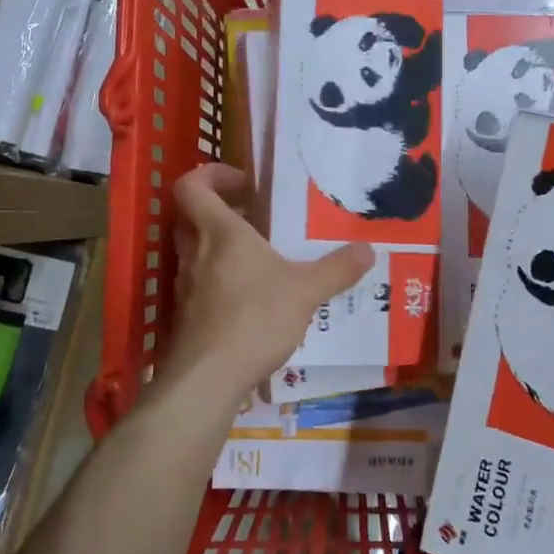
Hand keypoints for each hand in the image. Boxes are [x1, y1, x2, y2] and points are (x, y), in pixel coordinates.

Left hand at [161, 164, 373, 408]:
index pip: (192, 185)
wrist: (209, 378)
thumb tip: (368, 250)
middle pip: (191, 216)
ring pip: (194, 251)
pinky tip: (251, 300)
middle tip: (254, 219)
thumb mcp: (306, 291)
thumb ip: (337, 269)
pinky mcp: (186, 315)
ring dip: (220, 247)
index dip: (211, 175)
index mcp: (220, 232)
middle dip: (220, 211)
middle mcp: (195, 252)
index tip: (244, 185)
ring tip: (259, 260)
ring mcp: (186, 285)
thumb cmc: (256, 317)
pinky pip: (199, 283)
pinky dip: (219, 281)